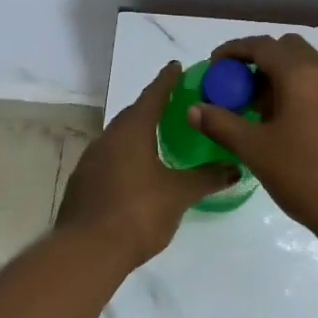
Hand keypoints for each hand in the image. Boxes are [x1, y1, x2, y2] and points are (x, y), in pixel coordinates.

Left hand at [56, 61, 239, 268]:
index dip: (166, 81)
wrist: (87, 251)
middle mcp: (108, 139)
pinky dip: (125, 157)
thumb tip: (235, 167)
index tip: (176, 66)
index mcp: (132, 132)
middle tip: (173, 104)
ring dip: (137, 134)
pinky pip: (109, 159)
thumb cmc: (138, 212)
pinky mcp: (82, 184)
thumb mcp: (179, 194)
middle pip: (133, 115)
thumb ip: (207, 178)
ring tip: (157, 138)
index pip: (153, 96)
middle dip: (152, 107)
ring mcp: (90, 161)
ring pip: (119, 138)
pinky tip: (137, 172)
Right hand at [189, 33, 317, 245]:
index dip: (234, 50)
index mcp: (302, 76)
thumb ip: (221, 124)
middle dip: (260, 60)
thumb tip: (194, 109)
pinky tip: (287, 127)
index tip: (214, 65)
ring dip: (280, 77)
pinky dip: (299, 93)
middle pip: (288, 49)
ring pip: (307, 69)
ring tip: (258, 111)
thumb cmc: (304, 177)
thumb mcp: (255, 151)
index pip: (263, 46)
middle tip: (238, 86)